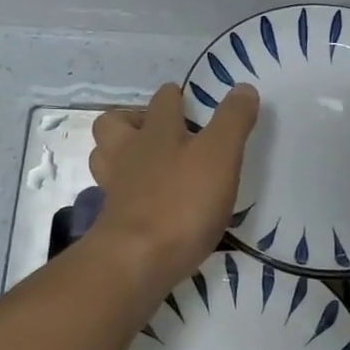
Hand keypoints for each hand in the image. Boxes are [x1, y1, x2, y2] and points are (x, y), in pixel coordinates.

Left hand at [88, 82, 259, 296]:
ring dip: (122, 155)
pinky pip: (114, 195)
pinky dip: (127, 193)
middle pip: (114, 123)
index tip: (189, 100)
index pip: (163, 100)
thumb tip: (244, 88)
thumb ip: (232, 120)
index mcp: (155, 131)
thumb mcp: (220, 155)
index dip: (175, 96)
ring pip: (105, 157)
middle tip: (159, 132)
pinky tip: (147, 203)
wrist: (137, 261)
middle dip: (133, 121)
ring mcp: (115, 187)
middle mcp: (128, 152)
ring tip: (149, 164)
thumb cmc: (182, 201)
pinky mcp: (112, 220)